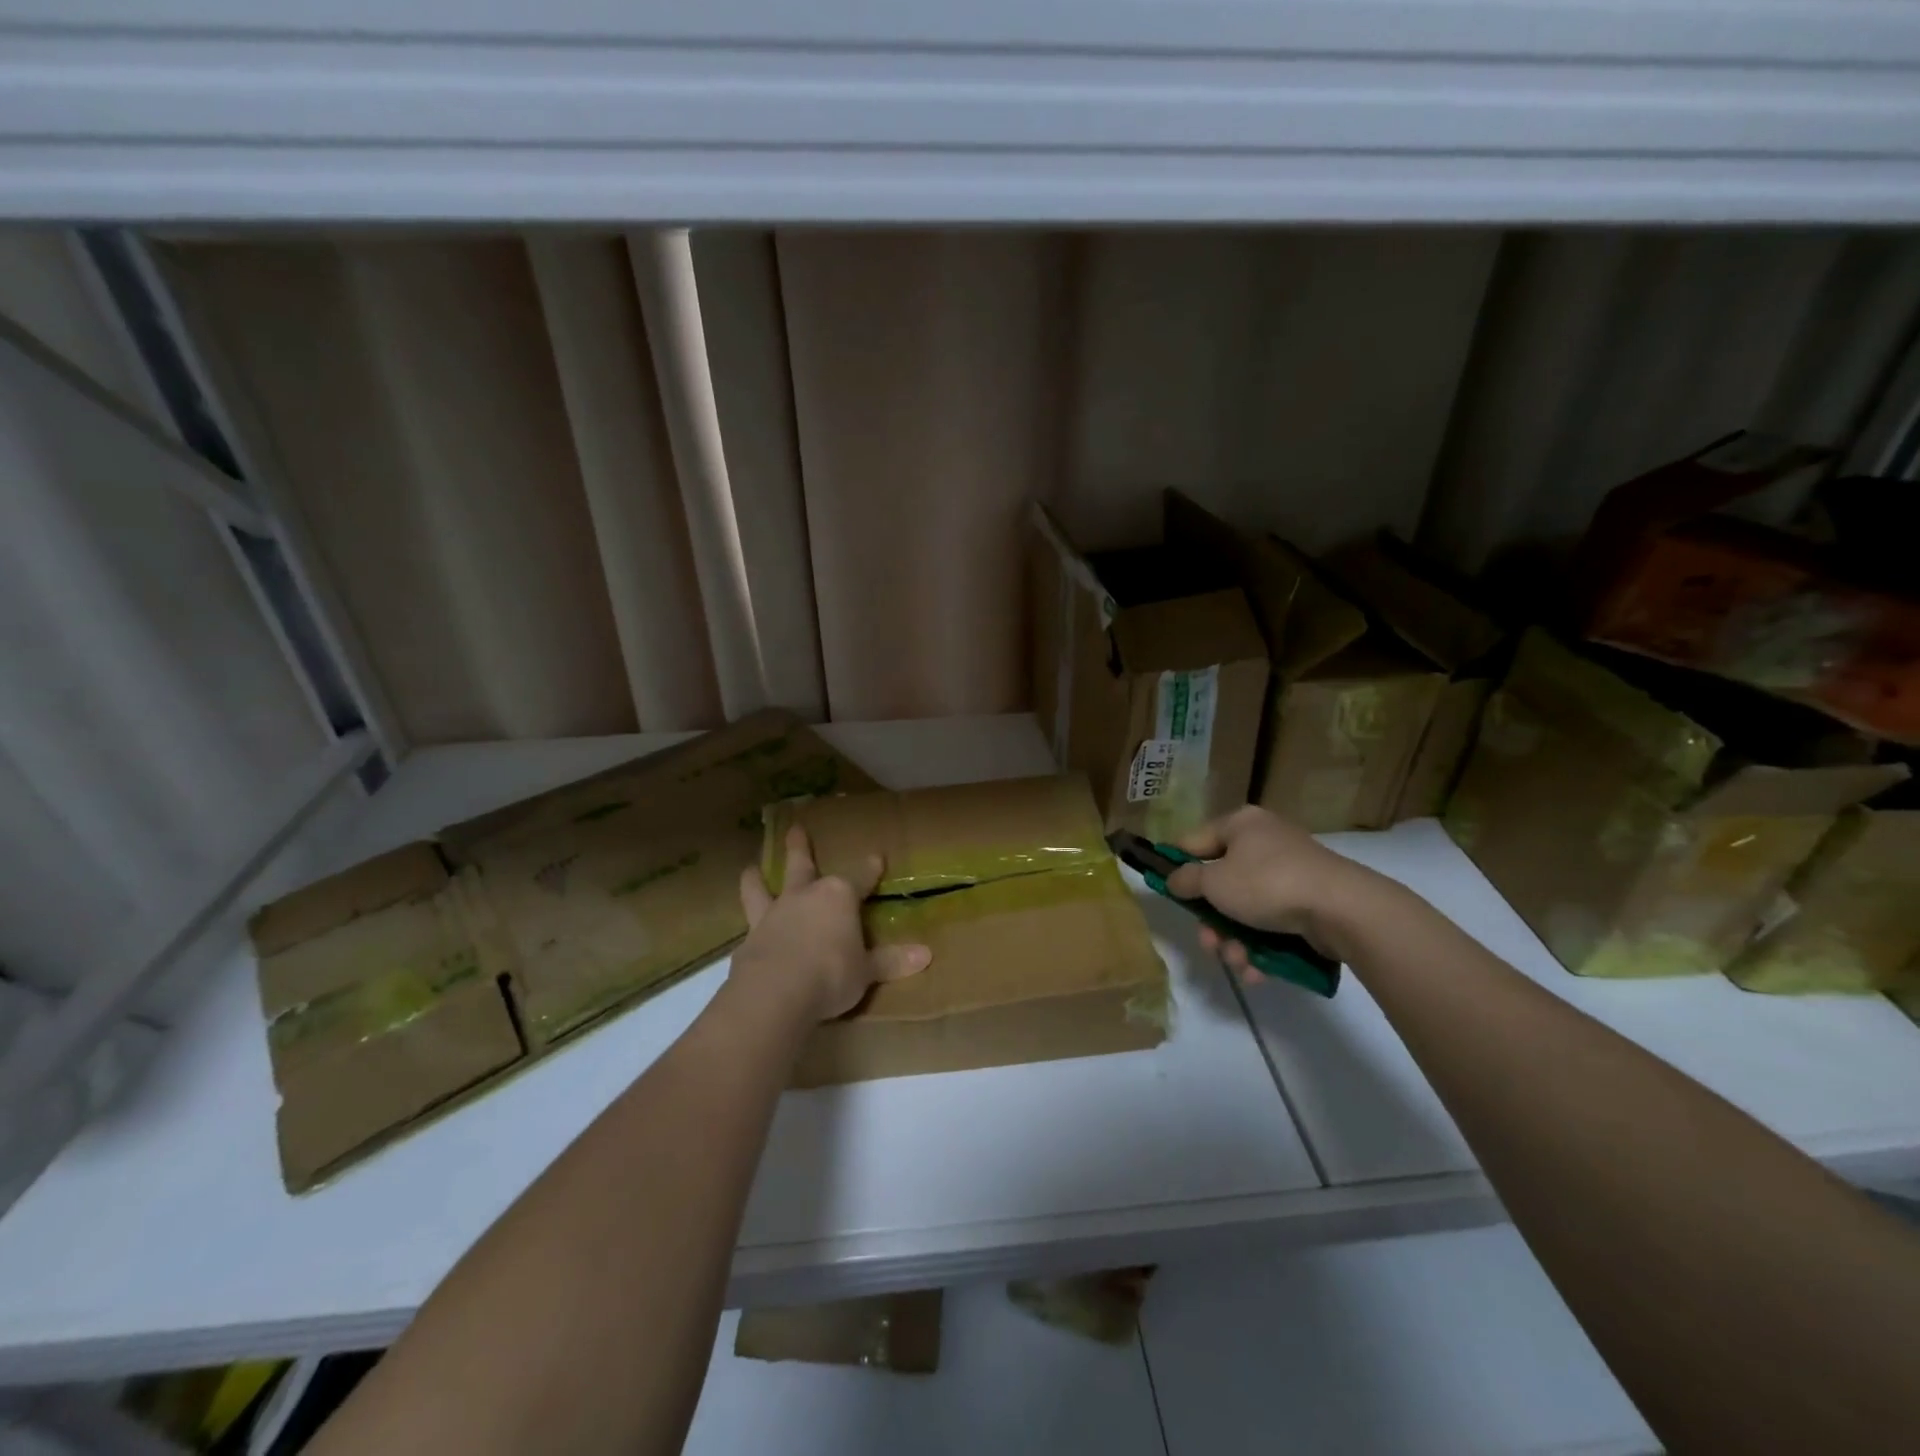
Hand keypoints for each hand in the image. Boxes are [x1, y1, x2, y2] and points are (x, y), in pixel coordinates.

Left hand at [731, 825, 930, 1022]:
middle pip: (802, 865)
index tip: (876, 857)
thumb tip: (926, 955)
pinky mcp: (749, 938)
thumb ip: (891, 961)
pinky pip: (747, 923)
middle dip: (799, 847)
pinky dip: (746, 920)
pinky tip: (743, 929)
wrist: (776, 992)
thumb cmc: (831, 974)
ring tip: (750, 868)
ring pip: (761, 887)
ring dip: (756, 877)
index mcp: (840, 897)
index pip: (861, 878)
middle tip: (794, 828)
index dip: (870, 869)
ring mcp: (773, 914)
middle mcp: (805, 896)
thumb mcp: (867, 971)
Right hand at [1162, 806, 1380, 982]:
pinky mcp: (1309, 902)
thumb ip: (1187, 880)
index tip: (1167, 892)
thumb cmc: (1267, 884)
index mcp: (1240, 825)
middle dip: (1212, 920)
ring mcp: (1290, 872)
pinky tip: (1257, 970)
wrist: (1342, 909)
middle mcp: (1264, 842)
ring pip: (1246, 908)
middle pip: (1221, 882)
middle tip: (1208, 942)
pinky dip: (1261, 945)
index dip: (1177, 866)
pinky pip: (1273, 922)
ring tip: (1237, 961)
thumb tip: (1175, 878)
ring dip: (1234, 939)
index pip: (1194, 842)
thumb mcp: (1214, 882)